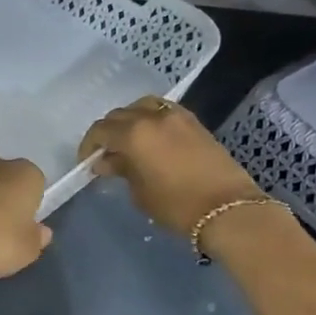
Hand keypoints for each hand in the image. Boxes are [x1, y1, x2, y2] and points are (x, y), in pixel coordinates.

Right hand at [80, 96, 262, 235]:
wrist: (227, 208)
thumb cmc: (176, 205)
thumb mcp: (140, 192)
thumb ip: (121, 170)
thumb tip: (107, 161)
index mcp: (133, 134)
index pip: (101, 130)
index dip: (89, 145)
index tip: (87, 162)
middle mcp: (152, 117)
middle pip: (119, 115)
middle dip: (108, 132)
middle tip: (106, 154)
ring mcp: (176, 116)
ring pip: (142, 106)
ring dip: (129, 120)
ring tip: (128, 141)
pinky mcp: (193, 121)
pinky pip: (162, 111)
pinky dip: (150, 119)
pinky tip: (150, 138)